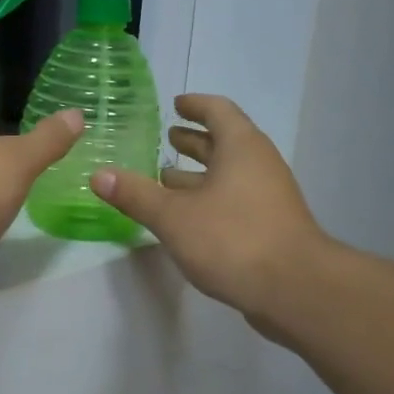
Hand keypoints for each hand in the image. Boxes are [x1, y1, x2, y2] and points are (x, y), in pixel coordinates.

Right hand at [90, 94, 323, 319]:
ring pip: (229, 174)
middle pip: (225, 142)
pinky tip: (186, 218)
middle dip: (194, 140)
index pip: (218, 111)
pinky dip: (209, 198)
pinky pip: (234, 199)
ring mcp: (268, 196)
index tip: (175, 104)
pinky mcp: (269, 226)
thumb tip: (98, 174)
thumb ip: (136, 194)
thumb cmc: (232, 239)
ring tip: (165, 178)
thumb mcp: (173, 216)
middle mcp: (259, 164)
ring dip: (198, 174)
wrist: (295, 289)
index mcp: (241, 147)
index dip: (195, 105)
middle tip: (166, 137)